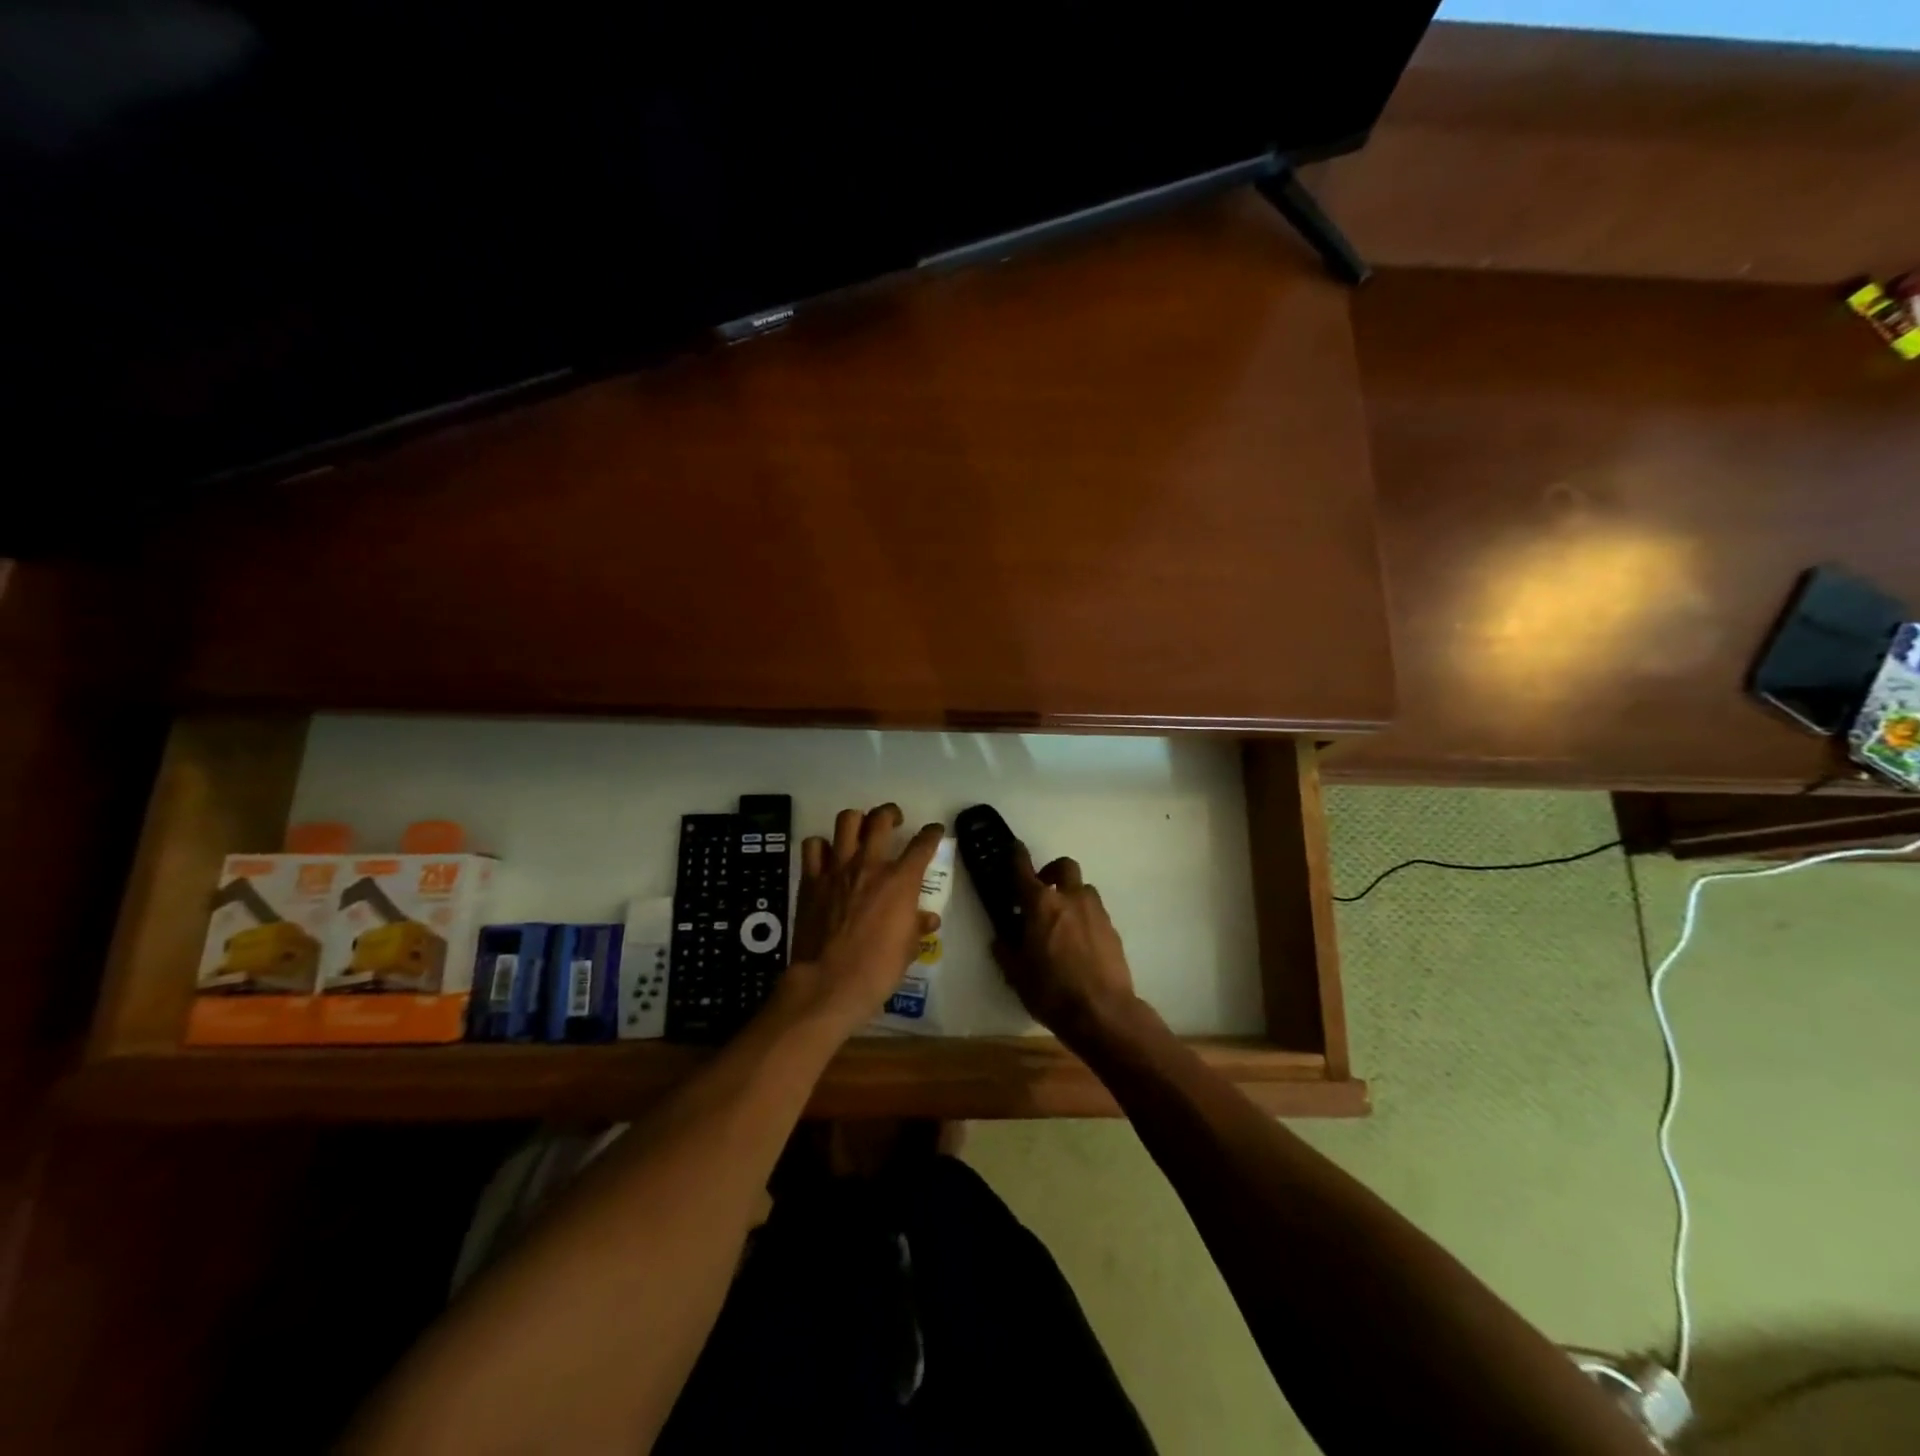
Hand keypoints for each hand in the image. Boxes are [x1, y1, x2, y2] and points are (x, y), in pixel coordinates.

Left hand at [778, 804, 943, 1036]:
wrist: (829, 983)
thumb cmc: (877, 970)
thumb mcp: (907, 950)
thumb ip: (917, 927)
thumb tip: (928, 919)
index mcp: (900, 881)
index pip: (923, 844)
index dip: (932, 833)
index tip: (934, 831)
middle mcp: (870, 865)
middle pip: (881, 819)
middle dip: (891, 814)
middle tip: (894, 821)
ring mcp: (837, 869)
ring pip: (847, 821)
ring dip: (857, 820)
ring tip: (861, 829)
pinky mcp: (811, 879)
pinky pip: (814, 846)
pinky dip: (822, 845)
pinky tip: (827, 856)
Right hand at [992, 845, 1137, 1043]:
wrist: (1103, 1011)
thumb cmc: (1051, 991)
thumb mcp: (1016, 974)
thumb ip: (1006, 950)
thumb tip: (1002, 939)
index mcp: (1040, 905)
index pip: (1023, 869)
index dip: (1017, 855)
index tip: (1014, 848)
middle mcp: (1070, 899)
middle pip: (1064, 867)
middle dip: (1052, 872)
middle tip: (1042, 889)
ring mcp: (1096, 912)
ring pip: (1083, 889)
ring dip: (1071, 895)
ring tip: (1063, 920)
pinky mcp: (1113, 929)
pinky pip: (1096, 912)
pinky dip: (1085, 918)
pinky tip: (1079, 942)